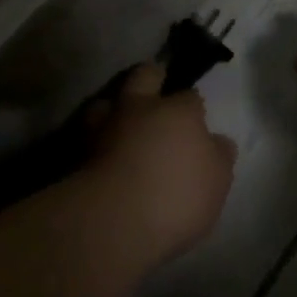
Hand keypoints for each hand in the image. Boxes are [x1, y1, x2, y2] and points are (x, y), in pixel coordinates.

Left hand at [84, 64, 236, 265]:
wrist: (114, 221)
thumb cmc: (177, 196)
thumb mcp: (217, 181)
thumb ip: (218, 156)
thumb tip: (218, 140)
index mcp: (178, 111)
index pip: (189, 96)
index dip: (193, 104)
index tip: (196, 117)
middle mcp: (139, 108)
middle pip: (144, 76)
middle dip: (152, 76)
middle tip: (156, 85)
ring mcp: (105, 127)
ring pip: (106, 101)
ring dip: (114, 107)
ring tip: (120, 121)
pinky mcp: (78, 151)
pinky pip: (88, 134)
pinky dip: (96, 138)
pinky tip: (103, 151)